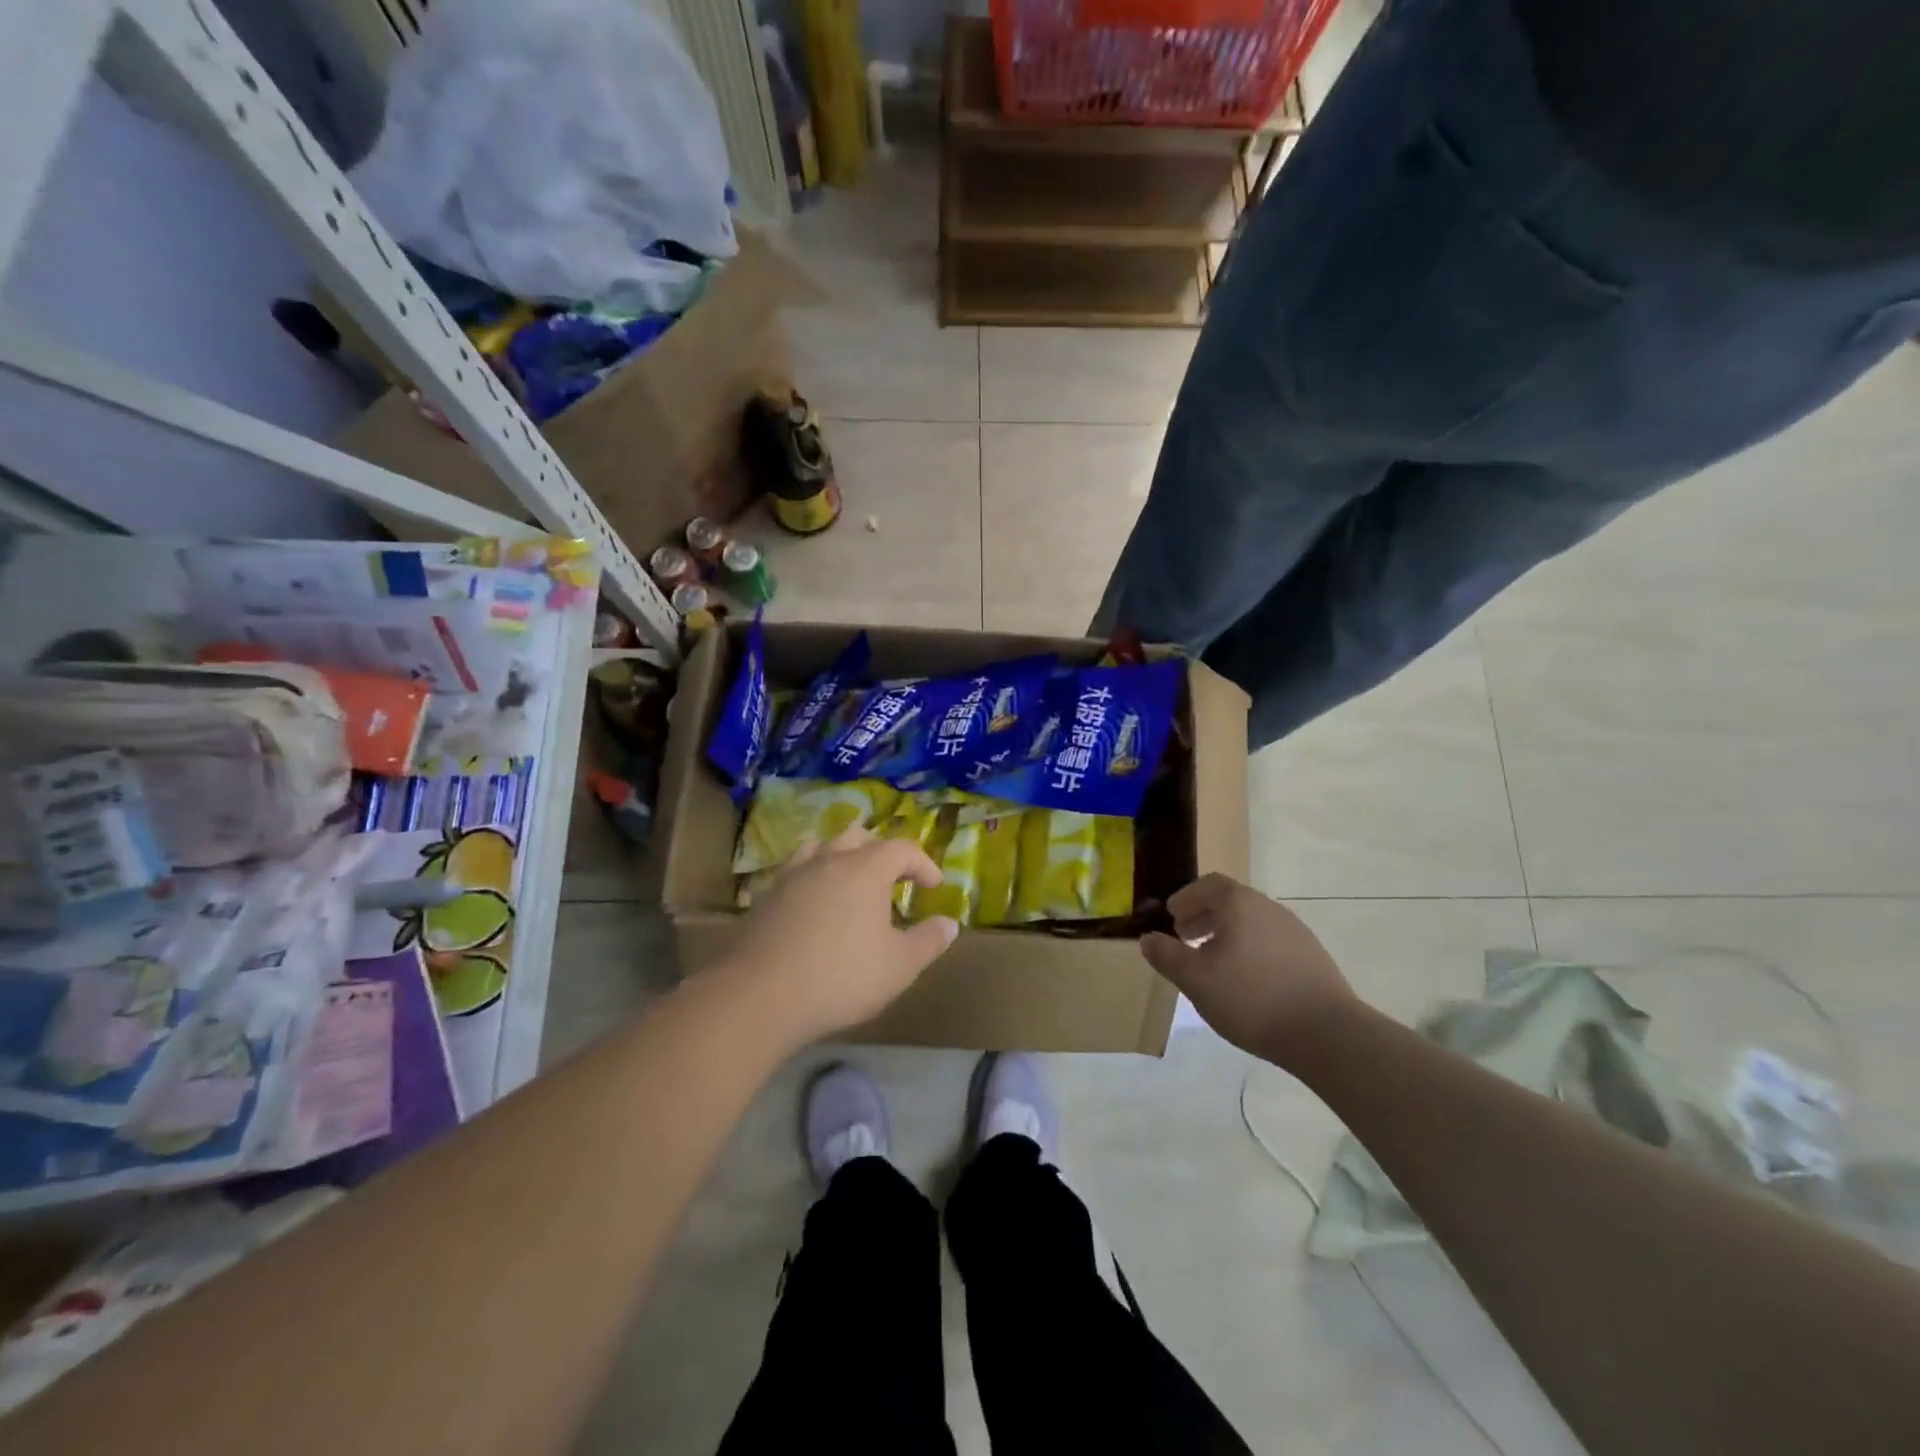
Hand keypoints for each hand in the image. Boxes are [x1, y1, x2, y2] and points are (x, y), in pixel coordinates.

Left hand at [718, 825, 958, 1046]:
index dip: (923, 863)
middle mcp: (828, 861)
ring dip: (843, 858)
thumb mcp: (899, 966)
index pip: (902, 849)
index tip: (934, 886)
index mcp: (865, 869)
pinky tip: (816, 906)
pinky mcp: (766, 897)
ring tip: (852, 885)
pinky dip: (814, 877)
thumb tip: (949, 923)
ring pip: (822, 848)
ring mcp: (792, 876)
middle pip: (858, 836)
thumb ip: (928, 941)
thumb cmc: (841, 977)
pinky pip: (797, 871)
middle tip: (893, 880)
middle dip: (881, 852)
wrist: (760, 996)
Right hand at [1140, 874, 1356, 1064]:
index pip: (1208, 885)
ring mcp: (1294, 931)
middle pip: (1231, 901)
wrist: (1326, 1033)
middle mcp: (1268, 907)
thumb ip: (1167, 956)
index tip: (1172, 917)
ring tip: (1213, 963)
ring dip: (1227, 933)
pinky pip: (1271, 941)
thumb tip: (1148, 939)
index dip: (1186, 898)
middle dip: (1204, 916)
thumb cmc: (1250, 998)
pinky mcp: (1312, 956)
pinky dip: (1250, 949)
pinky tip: (1246, 981)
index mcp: (1238, 904)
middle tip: (1186, 938)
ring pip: (1251, 922)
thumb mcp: (1195, 980)